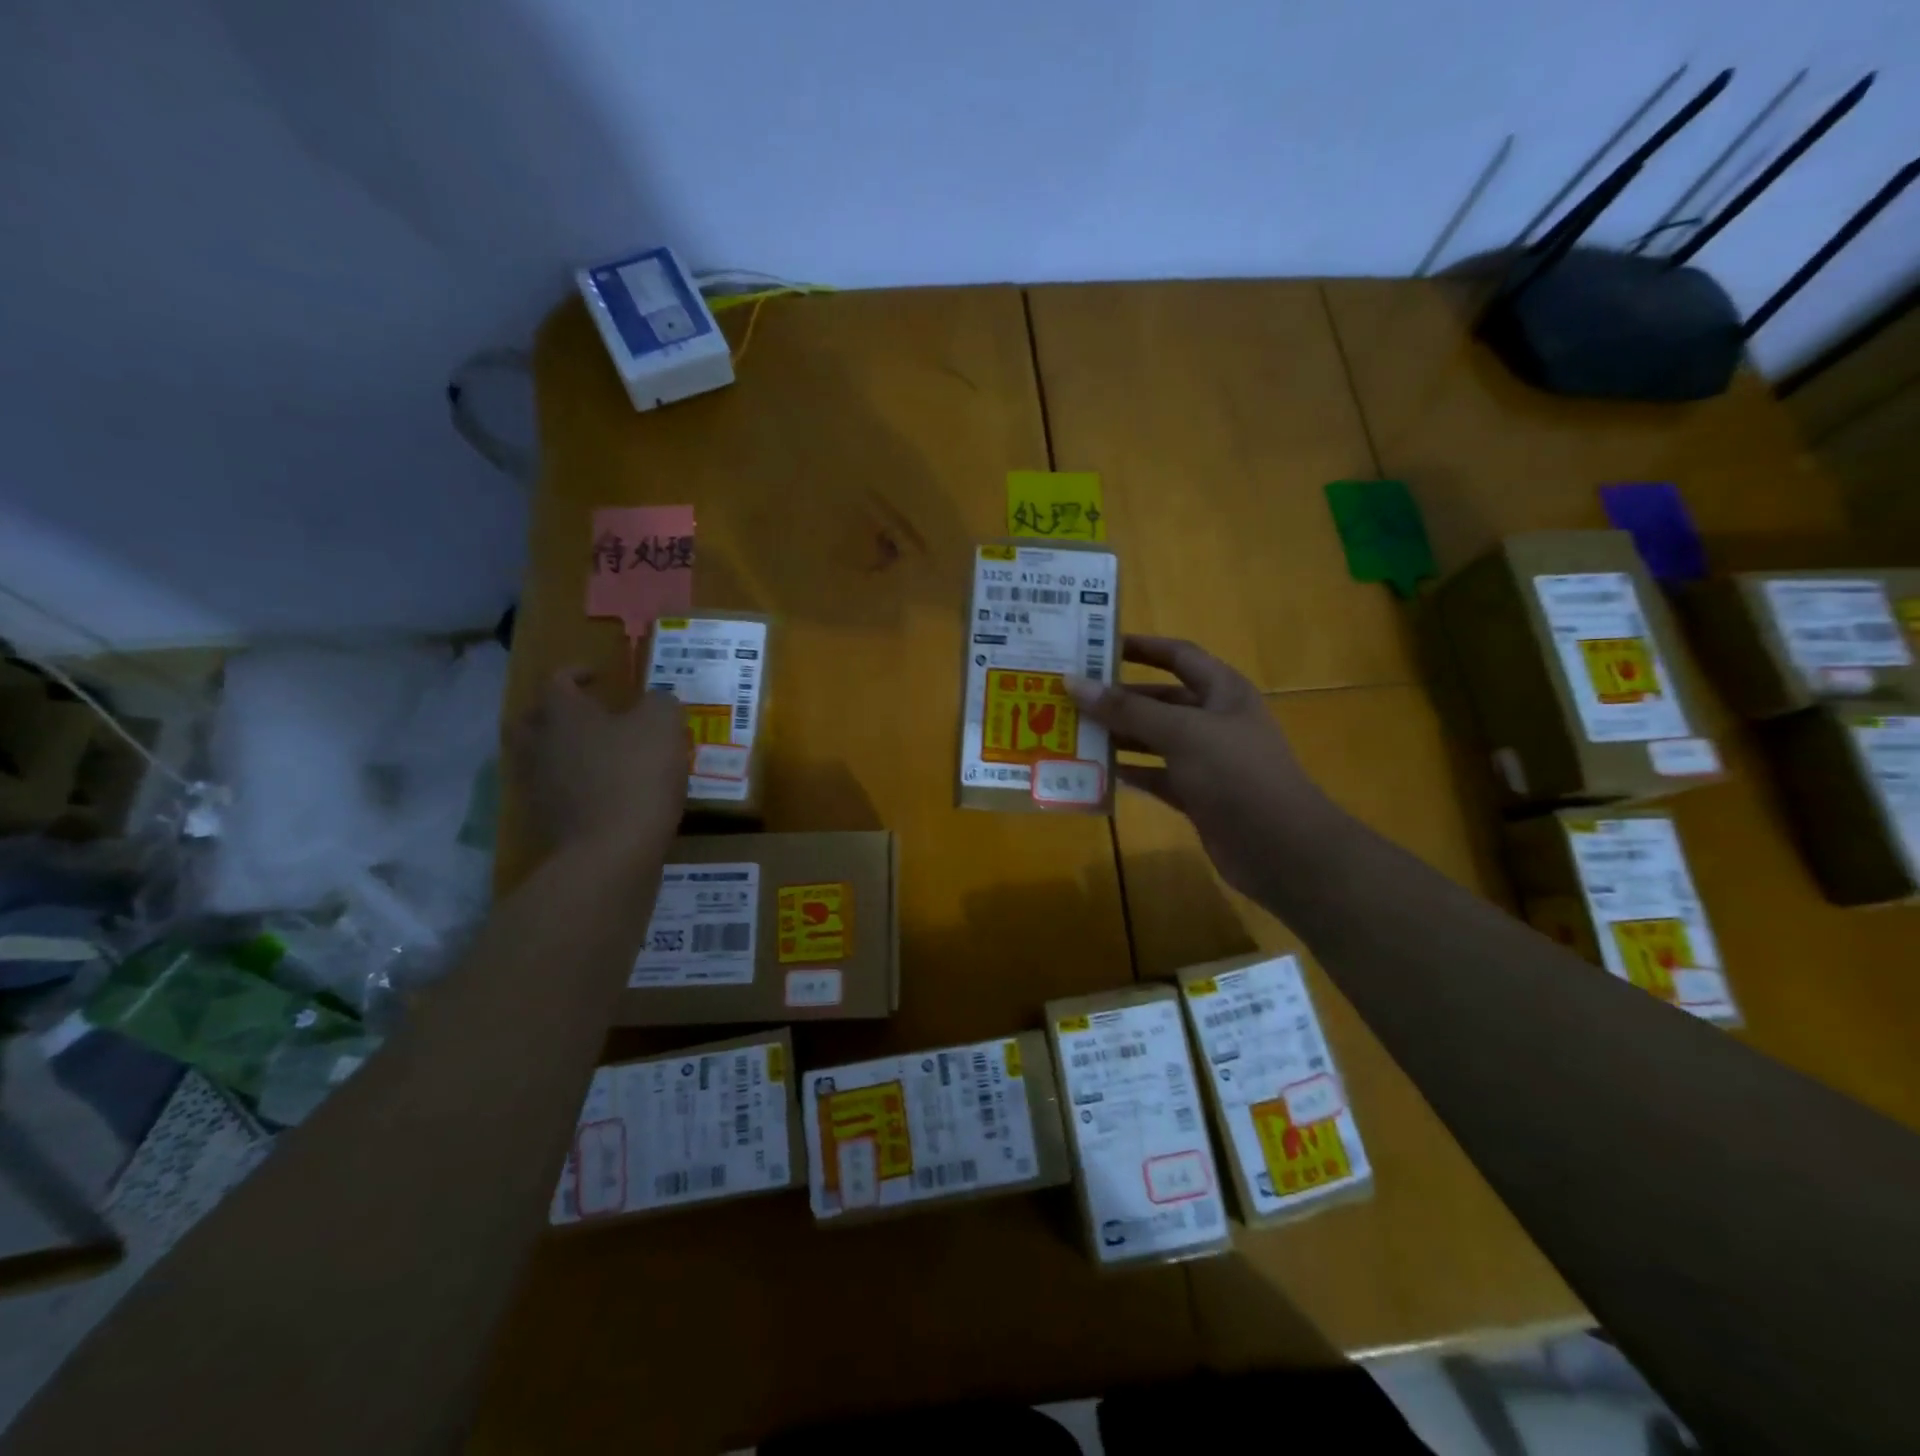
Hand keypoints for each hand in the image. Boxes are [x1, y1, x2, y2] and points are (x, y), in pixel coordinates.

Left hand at [508, 668, 686, 861]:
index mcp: (563, 713)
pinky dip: (570, 784)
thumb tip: (656, 701)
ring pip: (539, 756)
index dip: (578, 673)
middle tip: (586, 715)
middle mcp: (540, 743)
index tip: (601, 677)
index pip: (558, 680)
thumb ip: (660, 703)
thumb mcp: (663, 726)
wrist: (611, 851)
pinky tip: (600, 790)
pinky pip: (553, 790)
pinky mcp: (545, 819)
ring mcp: (537, 784)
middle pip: (532, 718)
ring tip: (595, 754)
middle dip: (556, 712)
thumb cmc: (637, 776)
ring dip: (561, 750)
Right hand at [1067, 636, 1327, 899]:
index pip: (1178, 656)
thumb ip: (1127, 709)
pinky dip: (1130, 773)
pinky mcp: (1197, 794)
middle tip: (1071, 697)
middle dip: (1119, 698)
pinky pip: (1156, 776)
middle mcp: (1214, 720)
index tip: (1097, 646)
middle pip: (1159, 700)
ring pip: (1155, 739)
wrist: (1280, 847)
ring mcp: (1207, 759)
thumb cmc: (1235, 773)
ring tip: (1074, 732)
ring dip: (1119, 736)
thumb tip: (1073, 682)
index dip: (1142, 647)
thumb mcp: (1181, 732)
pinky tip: (1096, 772)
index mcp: (1222, 691)